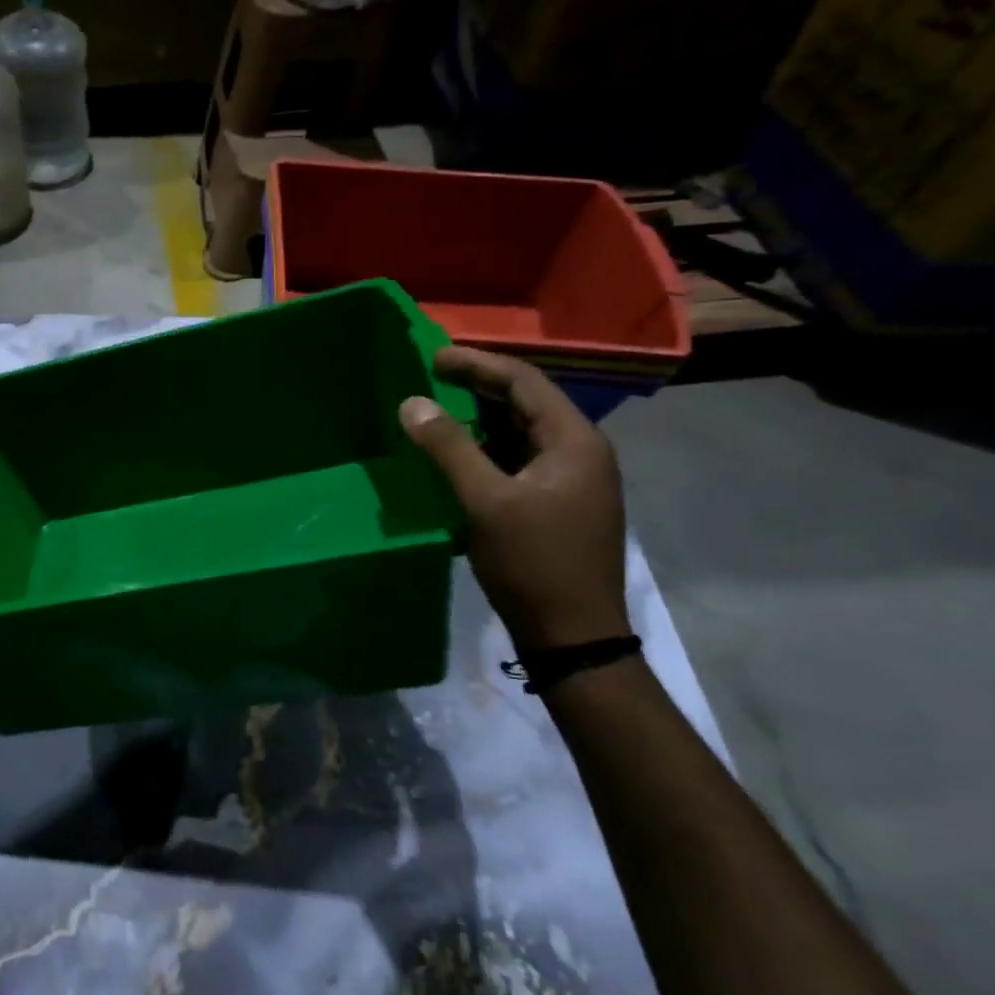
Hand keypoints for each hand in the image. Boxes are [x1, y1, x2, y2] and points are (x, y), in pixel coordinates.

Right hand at [399, 348, 628, 651]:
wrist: (573, 637)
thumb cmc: (533, 563)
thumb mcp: (485, 501)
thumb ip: (449, 448)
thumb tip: (412, 402)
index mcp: (575, 441)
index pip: (524, 382)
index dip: (478, 364)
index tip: (433, 358)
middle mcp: (582, 451)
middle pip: (527, 402)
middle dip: (479, 387)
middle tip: (431, 378)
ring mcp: (575, 479)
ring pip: (523, 432)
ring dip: (482, 419)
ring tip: (438, 410)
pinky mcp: (561, 503)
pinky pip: (522, 459)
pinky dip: (489, 449)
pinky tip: (459, 455)